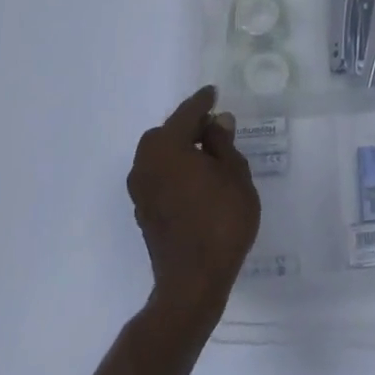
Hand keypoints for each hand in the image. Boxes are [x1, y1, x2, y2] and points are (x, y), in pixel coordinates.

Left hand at [128, 86, 260, 326]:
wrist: (193, 281)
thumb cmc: (220, 220)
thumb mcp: (234, 174)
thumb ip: (223, 143)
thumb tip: (216, 122)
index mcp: (166, 145)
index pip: (187, 113)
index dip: (203, 102)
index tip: (213, 93)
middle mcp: (146, 162)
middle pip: (169, 133)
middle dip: (190, 127)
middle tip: (215, 127)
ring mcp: (140, 189)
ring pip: (161, 155)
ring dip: (181, 150)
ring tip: (208, 154)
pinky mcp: (143, 211)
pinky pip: (160, 176)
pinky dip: (176, 170)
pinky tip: (196, 179)